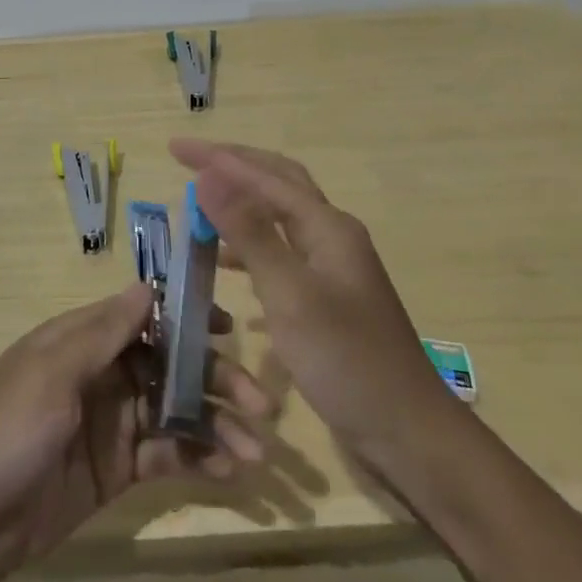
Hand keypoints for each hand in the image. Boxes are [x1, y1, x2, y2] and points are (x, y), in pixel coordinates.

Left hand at [0, 283, 271, 581]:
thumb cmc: (6, 431)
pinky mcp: (118, 469)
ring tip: (257, 451)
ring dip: (217, 424)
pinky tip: (231, 471)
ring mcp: (112, 422)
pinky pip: (168, 454)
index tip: (230, 329)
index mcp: (82, 340)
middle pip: (170, 364)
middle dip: (215, 379)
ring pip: (176, 411)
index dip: (187, 319)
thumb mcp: (51, 373)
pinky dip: (200, 458)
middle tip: (261, 405)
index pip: (145, 316)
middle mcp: (102, 373)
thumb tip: (149, 286)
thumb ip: (103, 332)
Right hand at [172, 139, 451, 475]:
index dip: (218, 158)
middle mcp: (332, 237)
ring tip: (199, 206)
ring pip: (279, 218)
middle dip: (233, 167)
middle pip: (278, 184)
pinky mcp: (326, 298)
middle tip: (189, 160)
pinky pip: (280, 254)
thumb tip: (210, 176)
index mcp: (327, 227)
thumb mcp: (290, 294)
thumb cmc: (347, 361)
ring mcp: (332, 268)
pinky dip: (248, 247)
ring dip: (240, 204)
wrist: (408, 433)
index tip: (174, 148)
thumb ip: (249, 233)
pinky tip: (224, 264)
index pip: (265, 175)